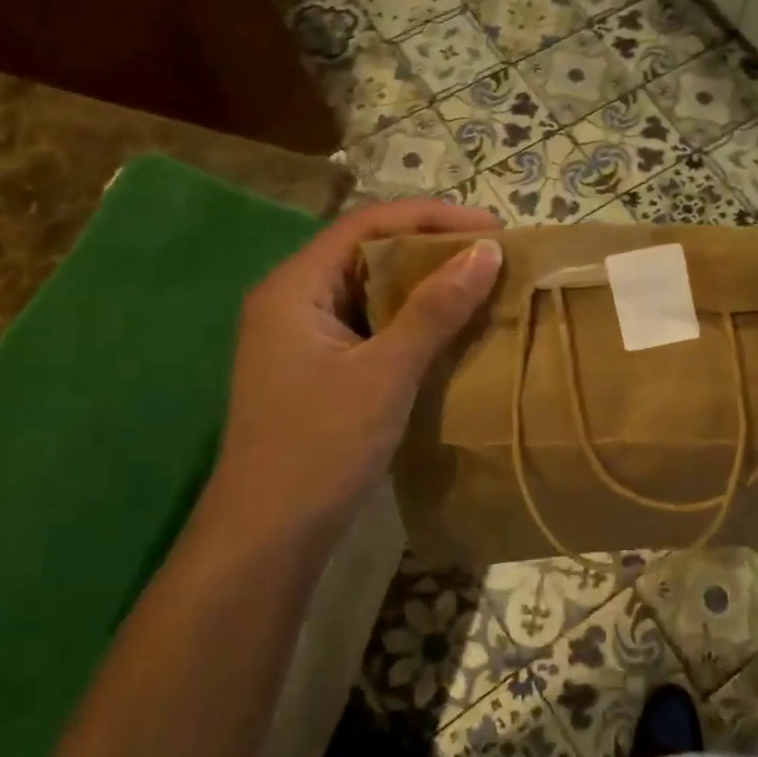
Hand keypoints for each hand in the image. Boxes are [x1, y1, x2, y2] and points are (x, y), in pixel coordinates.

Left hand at [205, 199, 502, 542]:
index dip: (430, 217)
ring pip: (370, 290)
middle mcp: (292, 301)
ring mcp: (301, 338)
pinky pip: (370, 325)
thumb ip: (435, 309)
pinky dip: (410, 319)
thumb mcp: (385, 372)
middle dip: (430, 247)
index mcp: (294, 288)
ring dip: (423, 284)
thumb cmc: (321, 446)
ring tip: (478, 284)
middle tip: (490, 254)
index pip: (366, 224)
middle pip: (366, 251)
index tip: (490, 227)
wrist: (267, 539)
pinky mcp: (316, 370)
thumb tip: (487, 251)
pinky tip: (447, 330)